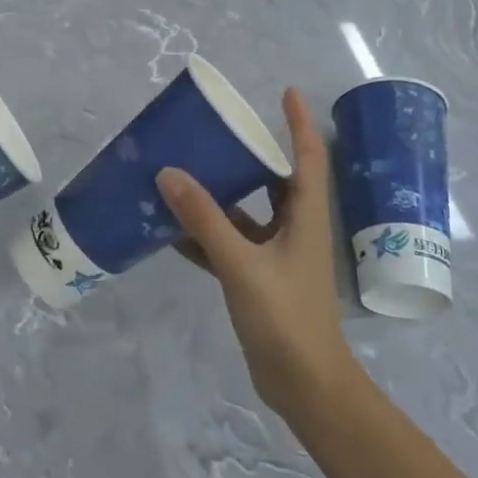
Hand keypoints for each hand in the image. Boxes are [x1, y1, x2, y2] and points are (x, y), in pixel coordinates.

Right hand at [156, 88, 360, 425]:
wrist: (304, 385)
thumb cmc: (286, 317)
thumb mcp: (242, 264)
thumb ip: (205, 220)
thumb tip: (169, 173)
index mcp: (306, 216)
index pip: (308, 156)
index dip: (299, 122)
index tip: (285, 92)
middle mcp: (294, 228)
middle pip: (274, 179)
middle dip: (249, 153)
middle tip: (216, 130)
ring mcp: (276, 255)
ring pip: (247, 212)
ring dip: (220, 195)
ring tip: (185, 171)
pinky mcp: (258, 278)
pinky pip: (229, 244)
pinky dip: (205, 235)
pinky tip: (172, 228)